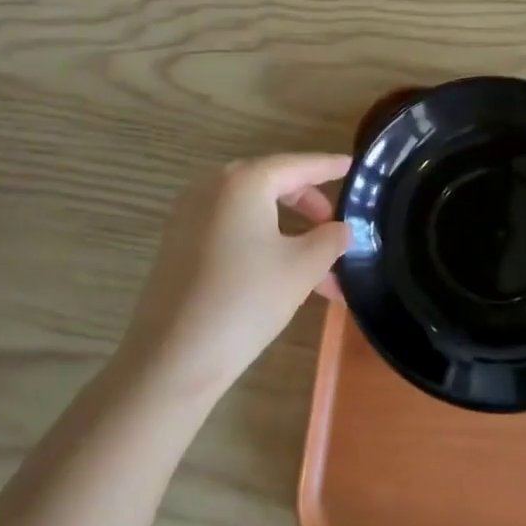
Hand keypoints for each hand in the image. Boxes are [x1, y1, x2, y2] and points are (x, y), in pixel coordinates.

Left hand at [119, 154, 350, 399]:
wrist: (171, 360)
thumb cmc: (244, 300)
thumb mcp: (301, 268)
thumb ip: (330, 239)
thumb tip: (343, 229)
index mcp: (244, 180)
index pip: (298, 165)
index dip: (329, 166)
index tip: (354, 166)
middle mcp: (213, 186)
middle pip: (274, 185)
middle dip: (310, 208)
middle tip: (337, 229)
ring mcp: (190, 214)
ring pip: (254, 212)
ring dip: (290, 234)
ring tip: (321, 272)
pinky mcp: (179, 243)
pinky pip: (232, 229)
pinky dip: (262, 243)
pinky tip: (284, 277)